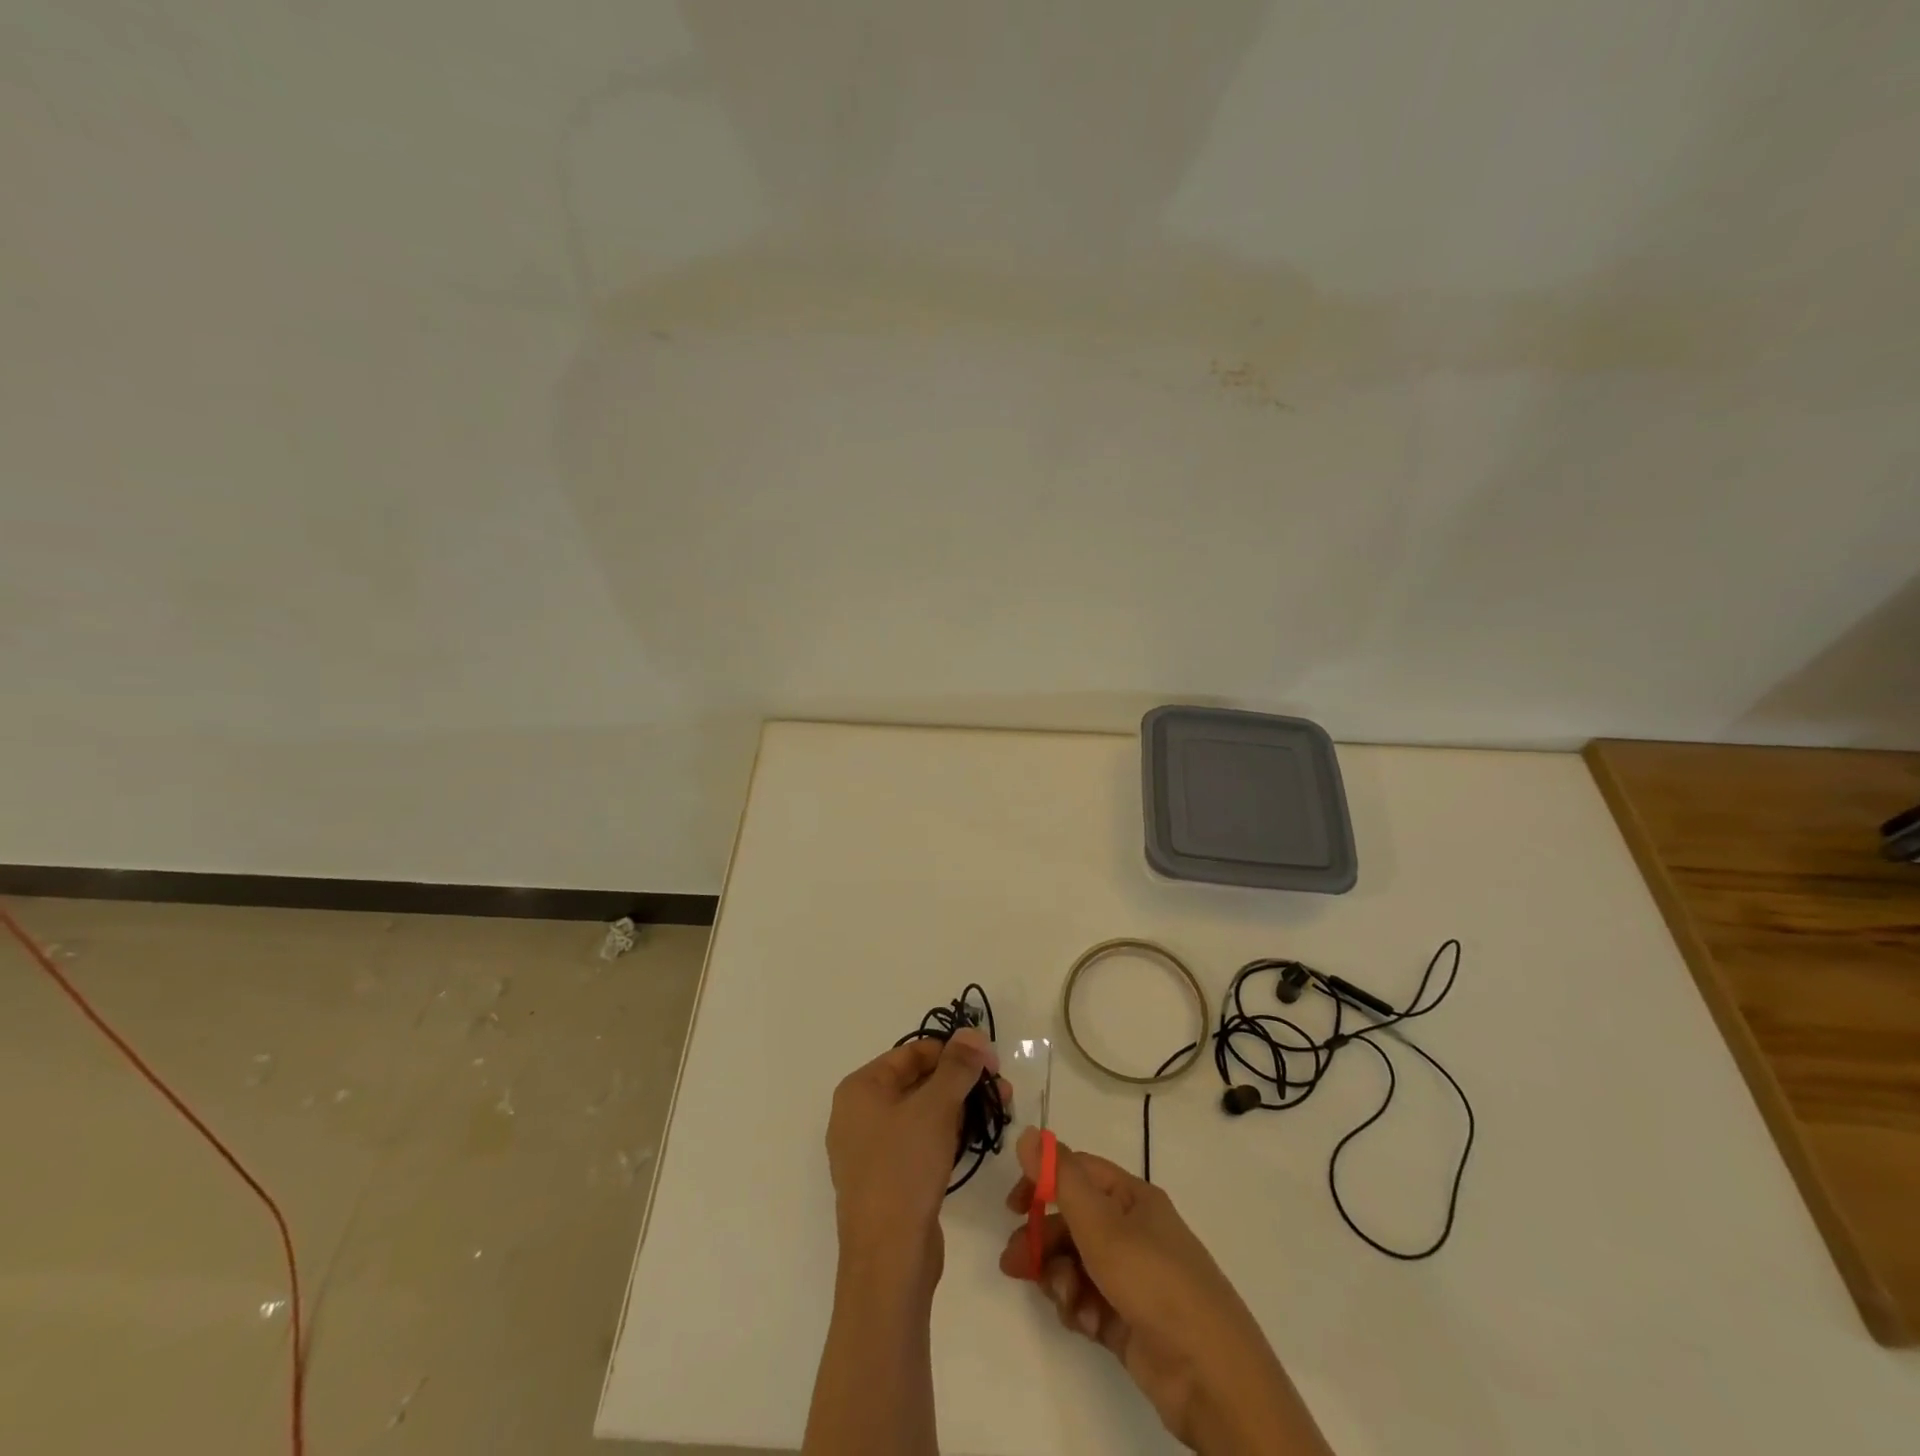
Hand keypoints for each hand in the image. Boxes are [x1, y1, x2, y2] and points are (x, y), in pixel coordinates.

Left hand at [826, 1030, 1006, 1291]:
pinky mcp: (884, 1180)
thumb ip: (957, 1066)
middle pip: (917, 1082)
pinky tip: (973, 1141)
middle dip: (960, 1082)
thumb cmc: (905, 1169)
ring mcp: (869, 1150)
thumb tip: (972, 1033)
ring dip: (958, 1109)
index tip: (990, 1062)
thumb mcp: (936, 1108)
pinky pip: (917, 1143)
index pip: (912, 1053)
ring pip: (920, 1114)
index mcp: (859, 1089)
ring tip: (997, 1113)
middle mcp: (857, 1114)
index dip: (953, 1052)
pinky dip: (944, 1136)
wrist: (888, 1260)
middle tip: (1000, 1090)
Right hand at [999, 1129, 1326, 1455]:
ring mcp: (1132, 1278)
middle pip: (1072, 1222)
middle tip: (1014, 1264)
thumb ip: (1061, 1179)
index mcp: (1133, 1198)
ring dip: (1060, 1278)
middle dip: (1043, 1240)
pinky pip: (1088, 1300)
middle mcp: (1133, 1231)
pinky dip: (1078, 1307)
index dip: (1042, 1182)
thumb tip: (1028, 1132)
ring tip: (1065, 1301)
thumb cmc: (1155, 1283)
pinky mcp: (1128, 1320)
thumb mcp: (1103, 1226)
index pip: (1078, 1173)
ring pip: (1076, 1264)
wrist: (1212, 1378)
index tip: (1012, 1207)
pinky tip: (1082, 1321)